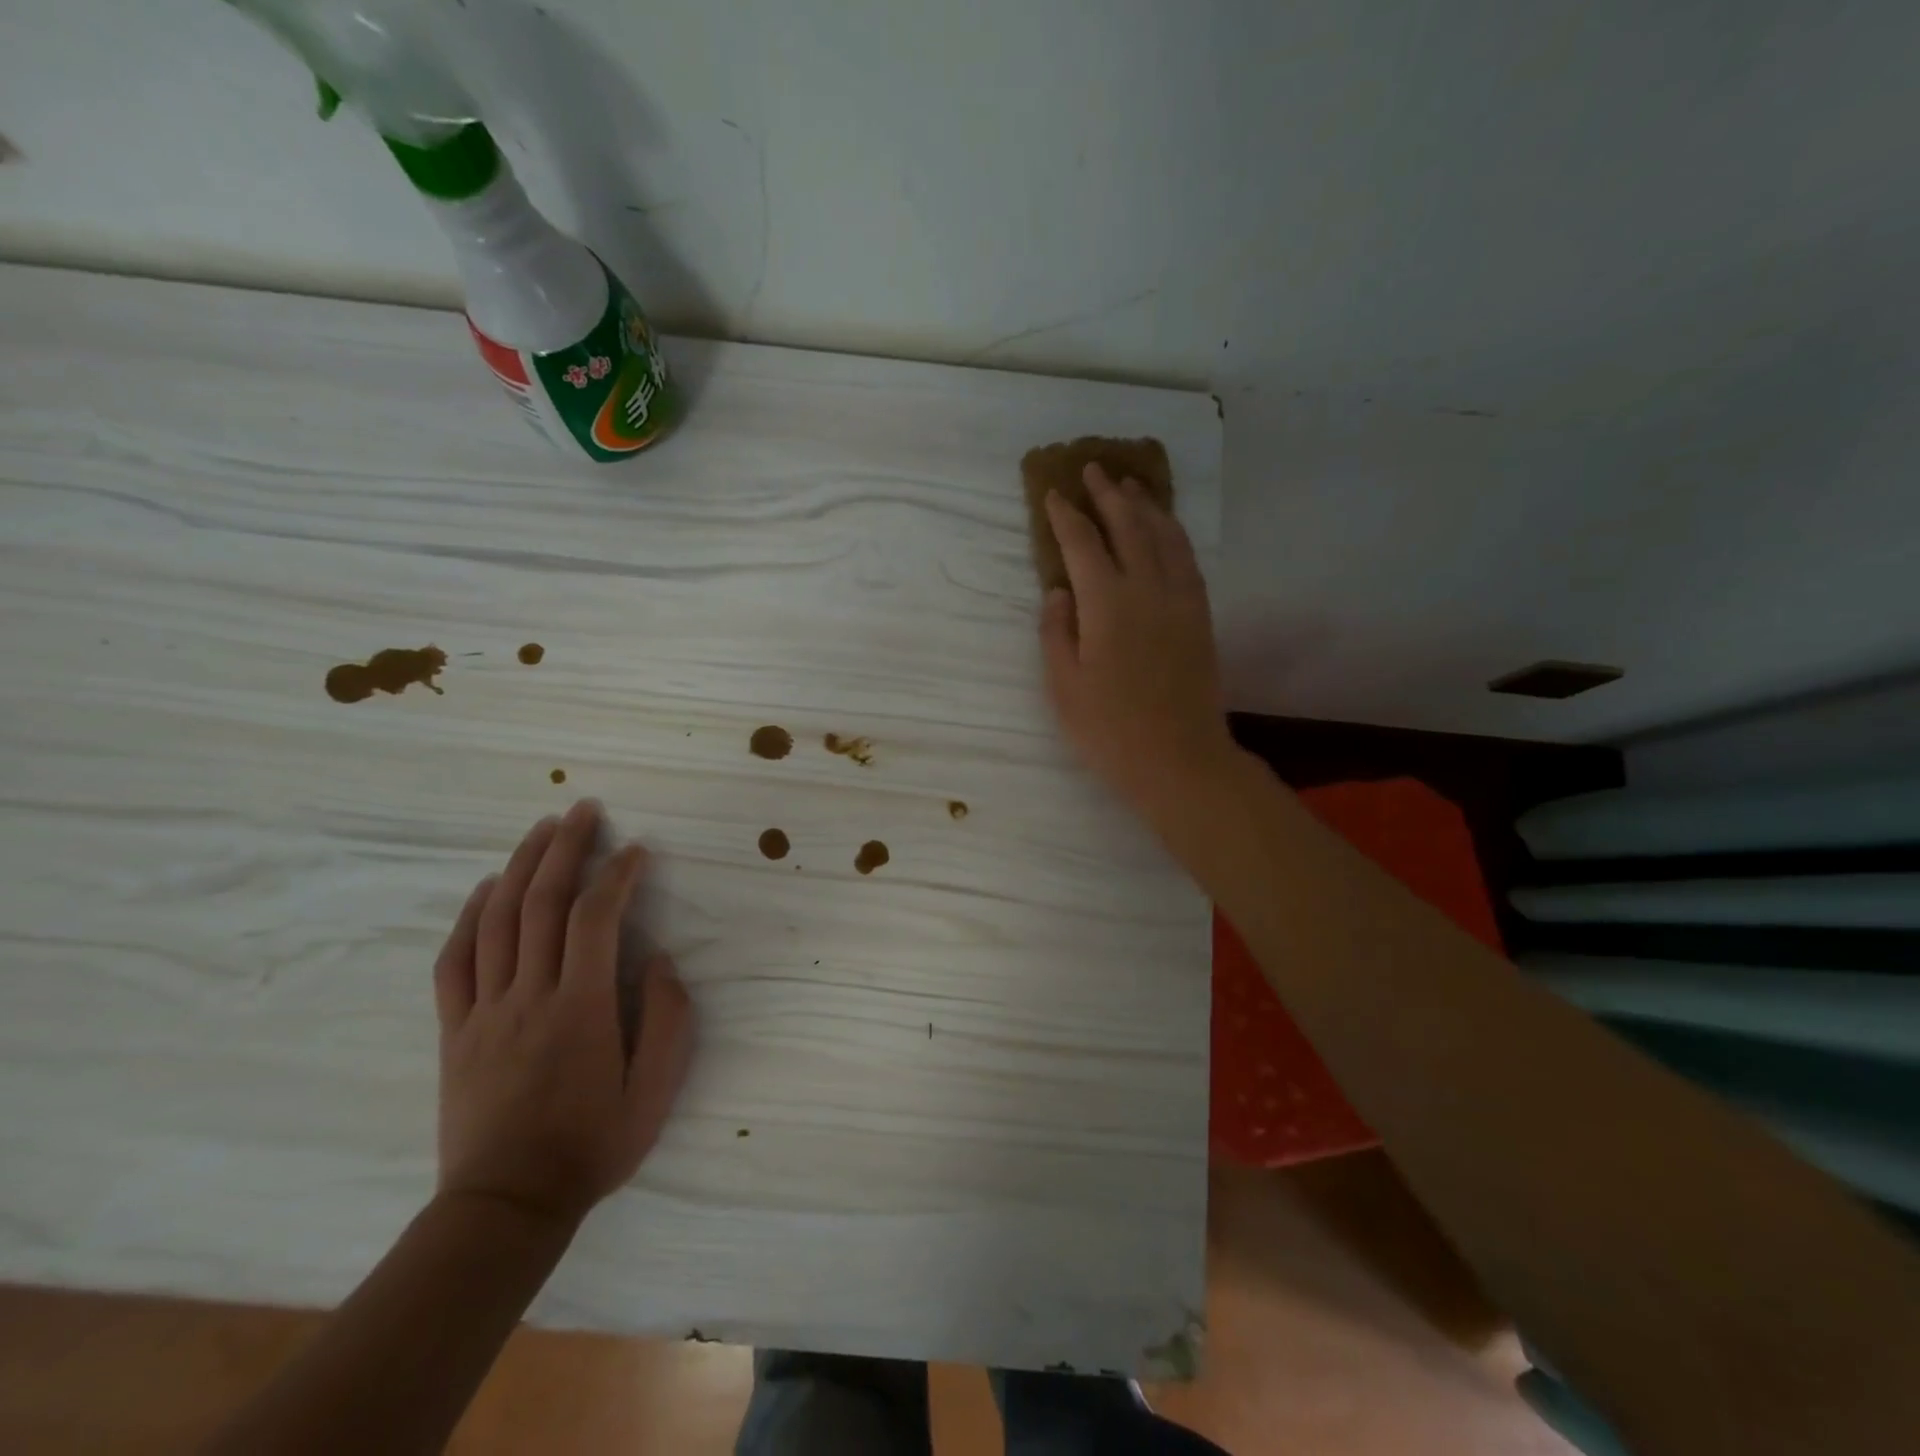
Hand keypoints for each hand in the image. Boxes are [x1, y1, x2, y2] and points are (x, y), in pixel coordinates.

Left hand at [432, 799, 693, 1227]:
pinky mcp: (455, 1031)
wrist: (506, 1207)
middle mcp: (528, 997)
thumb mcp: (656, 1091)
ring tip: (540, 830)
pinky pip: (454, 962)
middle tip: (583, 810)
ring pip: (496, 921)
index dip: (616, 876)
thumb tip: (658, 960)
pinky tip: (484, 889)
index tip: (636, 851)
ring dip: (519, 867)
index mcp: (580, 1009)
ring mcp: (484, 1012)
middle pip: (541, 903)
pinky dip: (468, 917)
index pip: (595, 919)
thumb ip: (667, 1020)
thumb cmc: (592, 1146)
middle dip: (564, 849)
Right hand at [1040, 462, 1238, 824]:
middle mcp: (1147, 590)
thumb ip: (1057, 632)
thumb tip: (1058, 591)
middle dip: (1108, 496)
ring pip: (1164, 537)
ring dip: (1145, 506)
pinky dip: (1175, 534)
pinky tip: (1166, 529)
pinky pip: (1188, 560)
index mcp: (1107, 605)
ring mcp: (1180, 600)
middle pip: (1128, 527)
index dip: (1066, 516)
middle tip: (1093, 469)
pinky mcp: (1200, 616)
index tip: (1053, 494)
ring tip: (1130, 487)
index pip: (1082, 544)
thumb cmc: (1110, 730)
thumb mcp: (1064, 686)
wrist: (1179, 759)